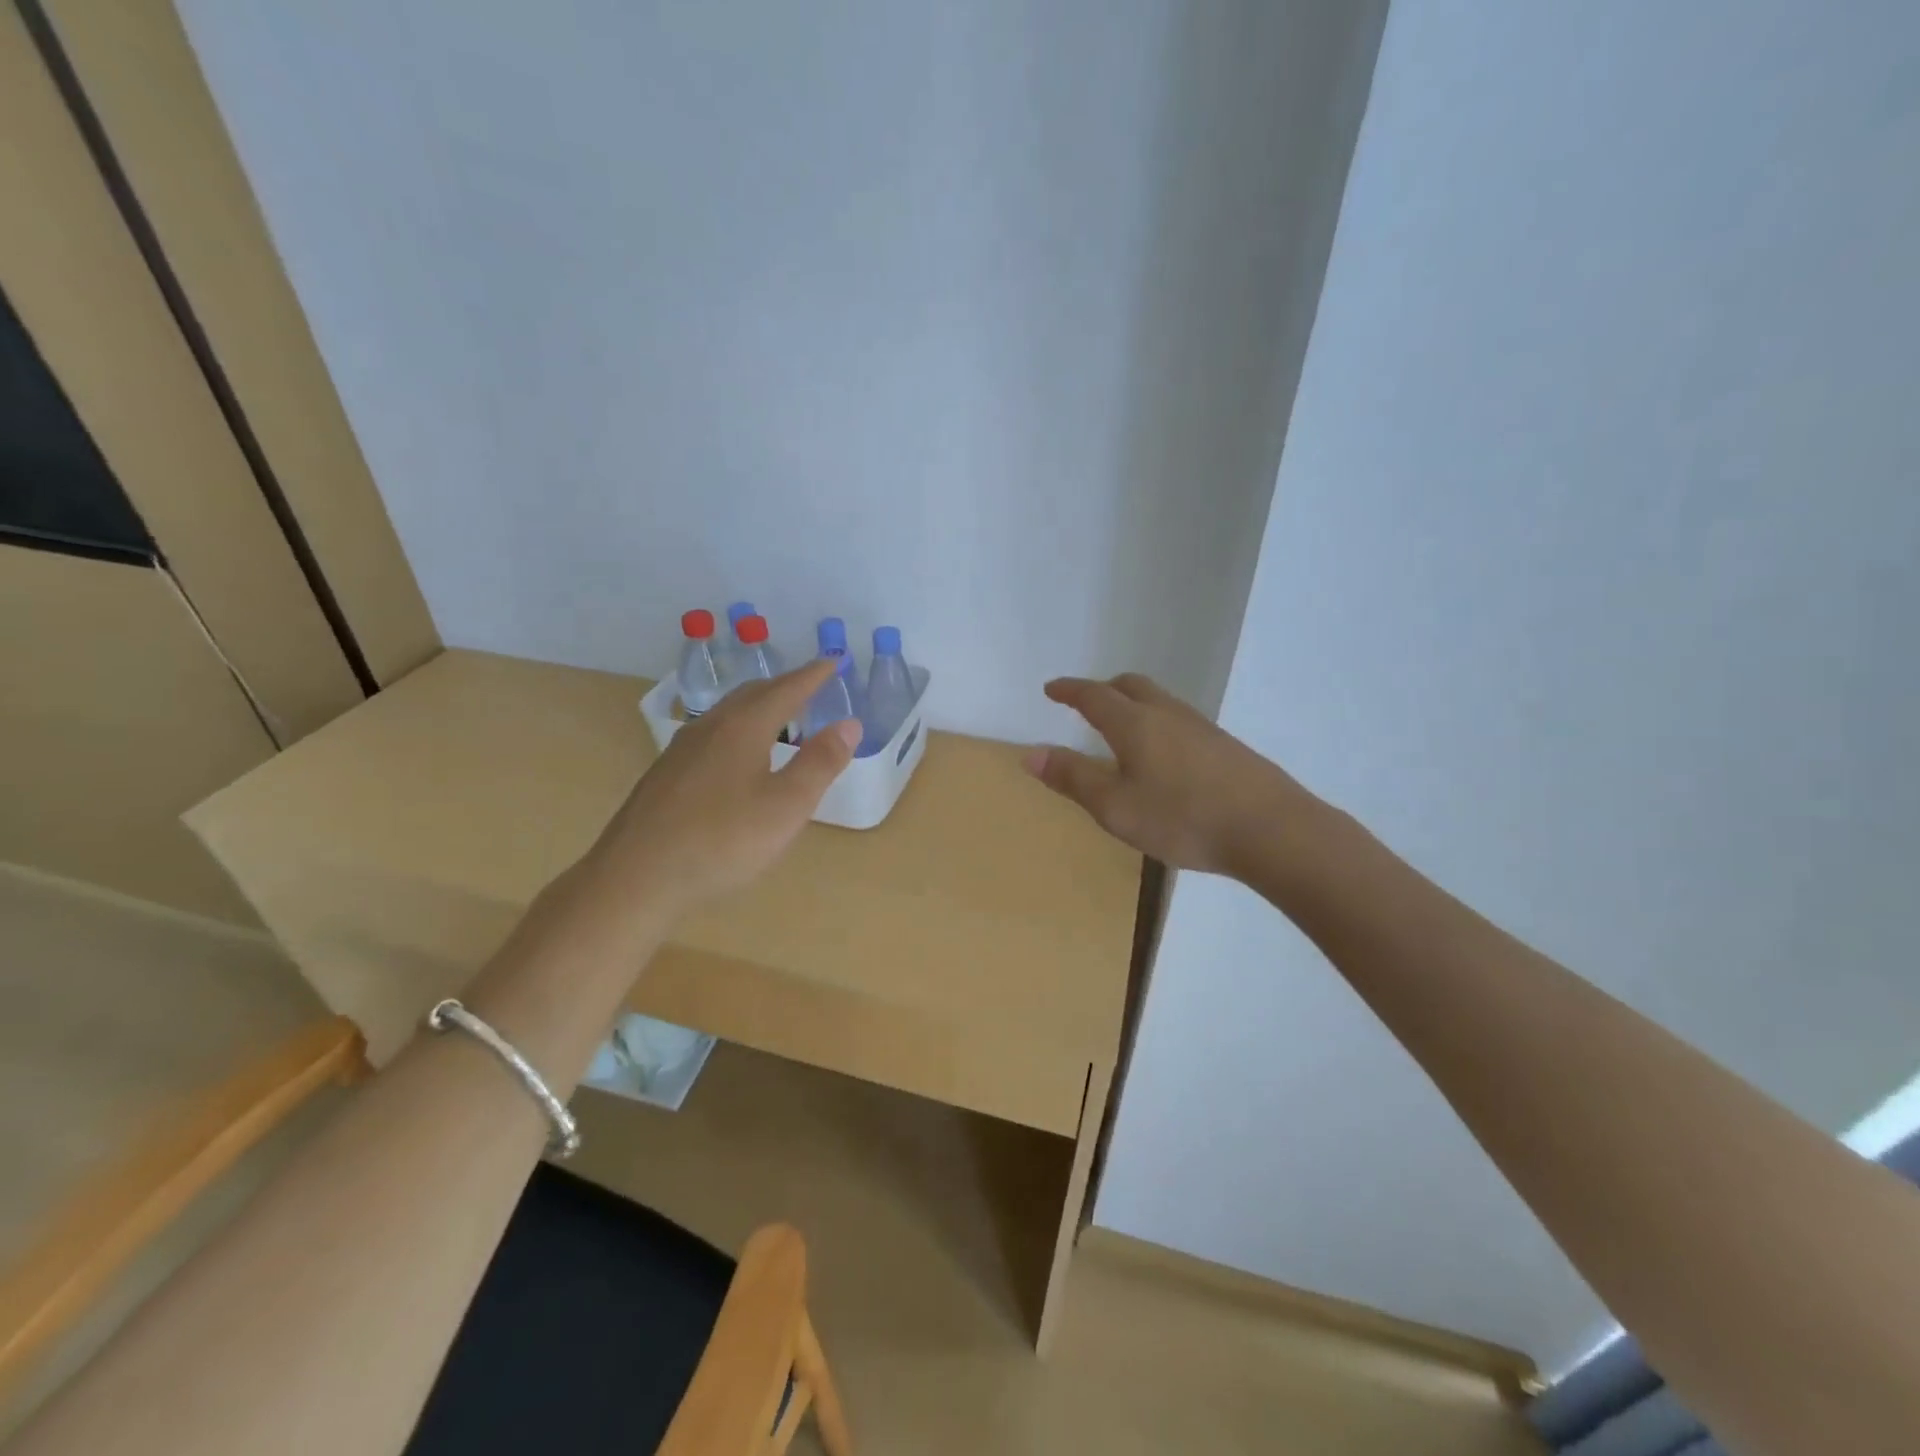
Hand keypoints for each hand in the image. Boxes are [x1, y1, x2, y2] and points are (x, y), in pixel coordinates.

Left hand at [593, 659, 859, 911]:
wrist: (635, 878)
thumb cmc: (722, 842)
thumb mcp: (786, 807)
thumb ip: (820, 763)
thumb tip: (849, 723)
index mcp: (743, 728)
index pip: (786, 690)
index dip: (813, 676)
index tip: (834, 662)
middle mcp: (710, 728)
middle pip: (752, 694)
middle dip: (785, 686)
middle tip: (811, 687)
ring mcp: (681, 751)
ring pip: (728, 714)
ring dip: (758, 707)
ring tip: (779, 718)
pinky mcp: (665, 775)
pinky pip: (712, 734)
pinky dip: (738, 729)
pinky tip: (737, 757)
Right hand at [1025, 673, 1314, 875]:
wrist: (1271, 829)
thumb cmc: (1182, 819)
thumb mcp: (1115, 807)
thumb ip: (1073, 778)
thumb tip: (1030, 752)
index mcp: (1134, 724)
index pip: (1093, 696)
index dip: (1069, 690)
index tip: (1051, 688)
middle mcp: (1167, 714)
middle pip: (1130, 686)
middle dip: (1102, 689)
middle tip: (1085, 702)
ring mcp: (1201, 727)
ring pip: (1158, 700)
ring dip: (1132, 703)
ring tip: (1121, 726)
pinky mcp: (1225, 746)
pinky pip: (1179, 719)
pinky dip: (1156, 721)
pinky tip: (1163, 753)